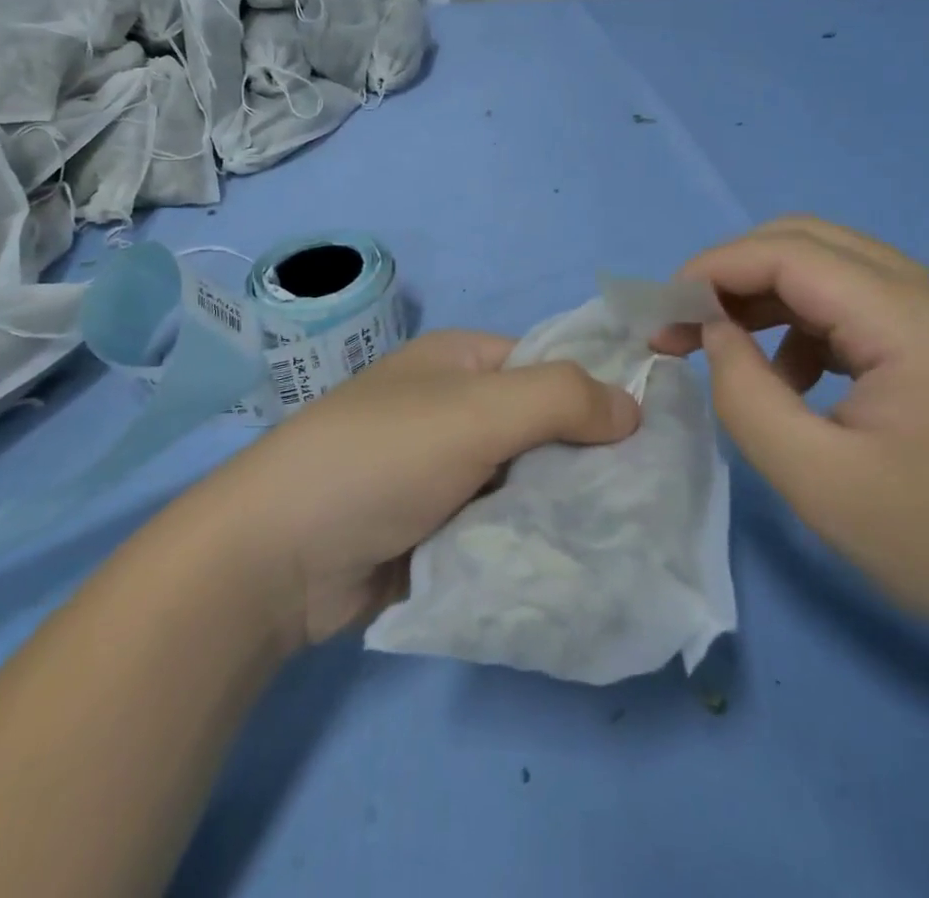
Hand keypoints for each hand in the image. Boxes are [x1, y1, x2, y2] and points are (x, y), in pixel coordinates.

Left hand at [199, 330, 640, 649]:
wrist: (276, 556)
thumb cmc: (380, 457)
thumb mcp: (475, 411)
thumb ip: (559, 399)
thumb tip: (633, 406)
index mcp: (462, 362)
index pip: (550, 364)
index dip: (598, 392)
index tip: (651, 438)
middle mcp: (455, 409)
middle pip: (542, 427)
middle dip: (585, 461)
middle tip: (642, 501)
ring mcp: (444, 472)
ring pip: (526, 483)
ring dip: (560, 509)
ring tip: (620, 539)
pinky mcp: (436, 529)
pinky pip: (500, 528)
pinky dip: (529, 543)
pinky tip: (572, 566)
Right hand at [654, 217, 928, 648]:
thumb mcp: (816, 480)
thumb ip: (744, 393)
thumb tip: (714, 333)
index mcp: (910, 318)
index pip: (789, 253)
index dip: (714, 269)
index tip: (663, 311)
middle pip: (807, 240)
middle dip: (733, 273)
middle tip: (685, 324)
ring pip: (829, 264)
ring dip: (766, 295)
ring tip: (727, 353)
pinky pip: (855, 300)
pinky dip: (804, 322)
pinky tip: (793, 378)